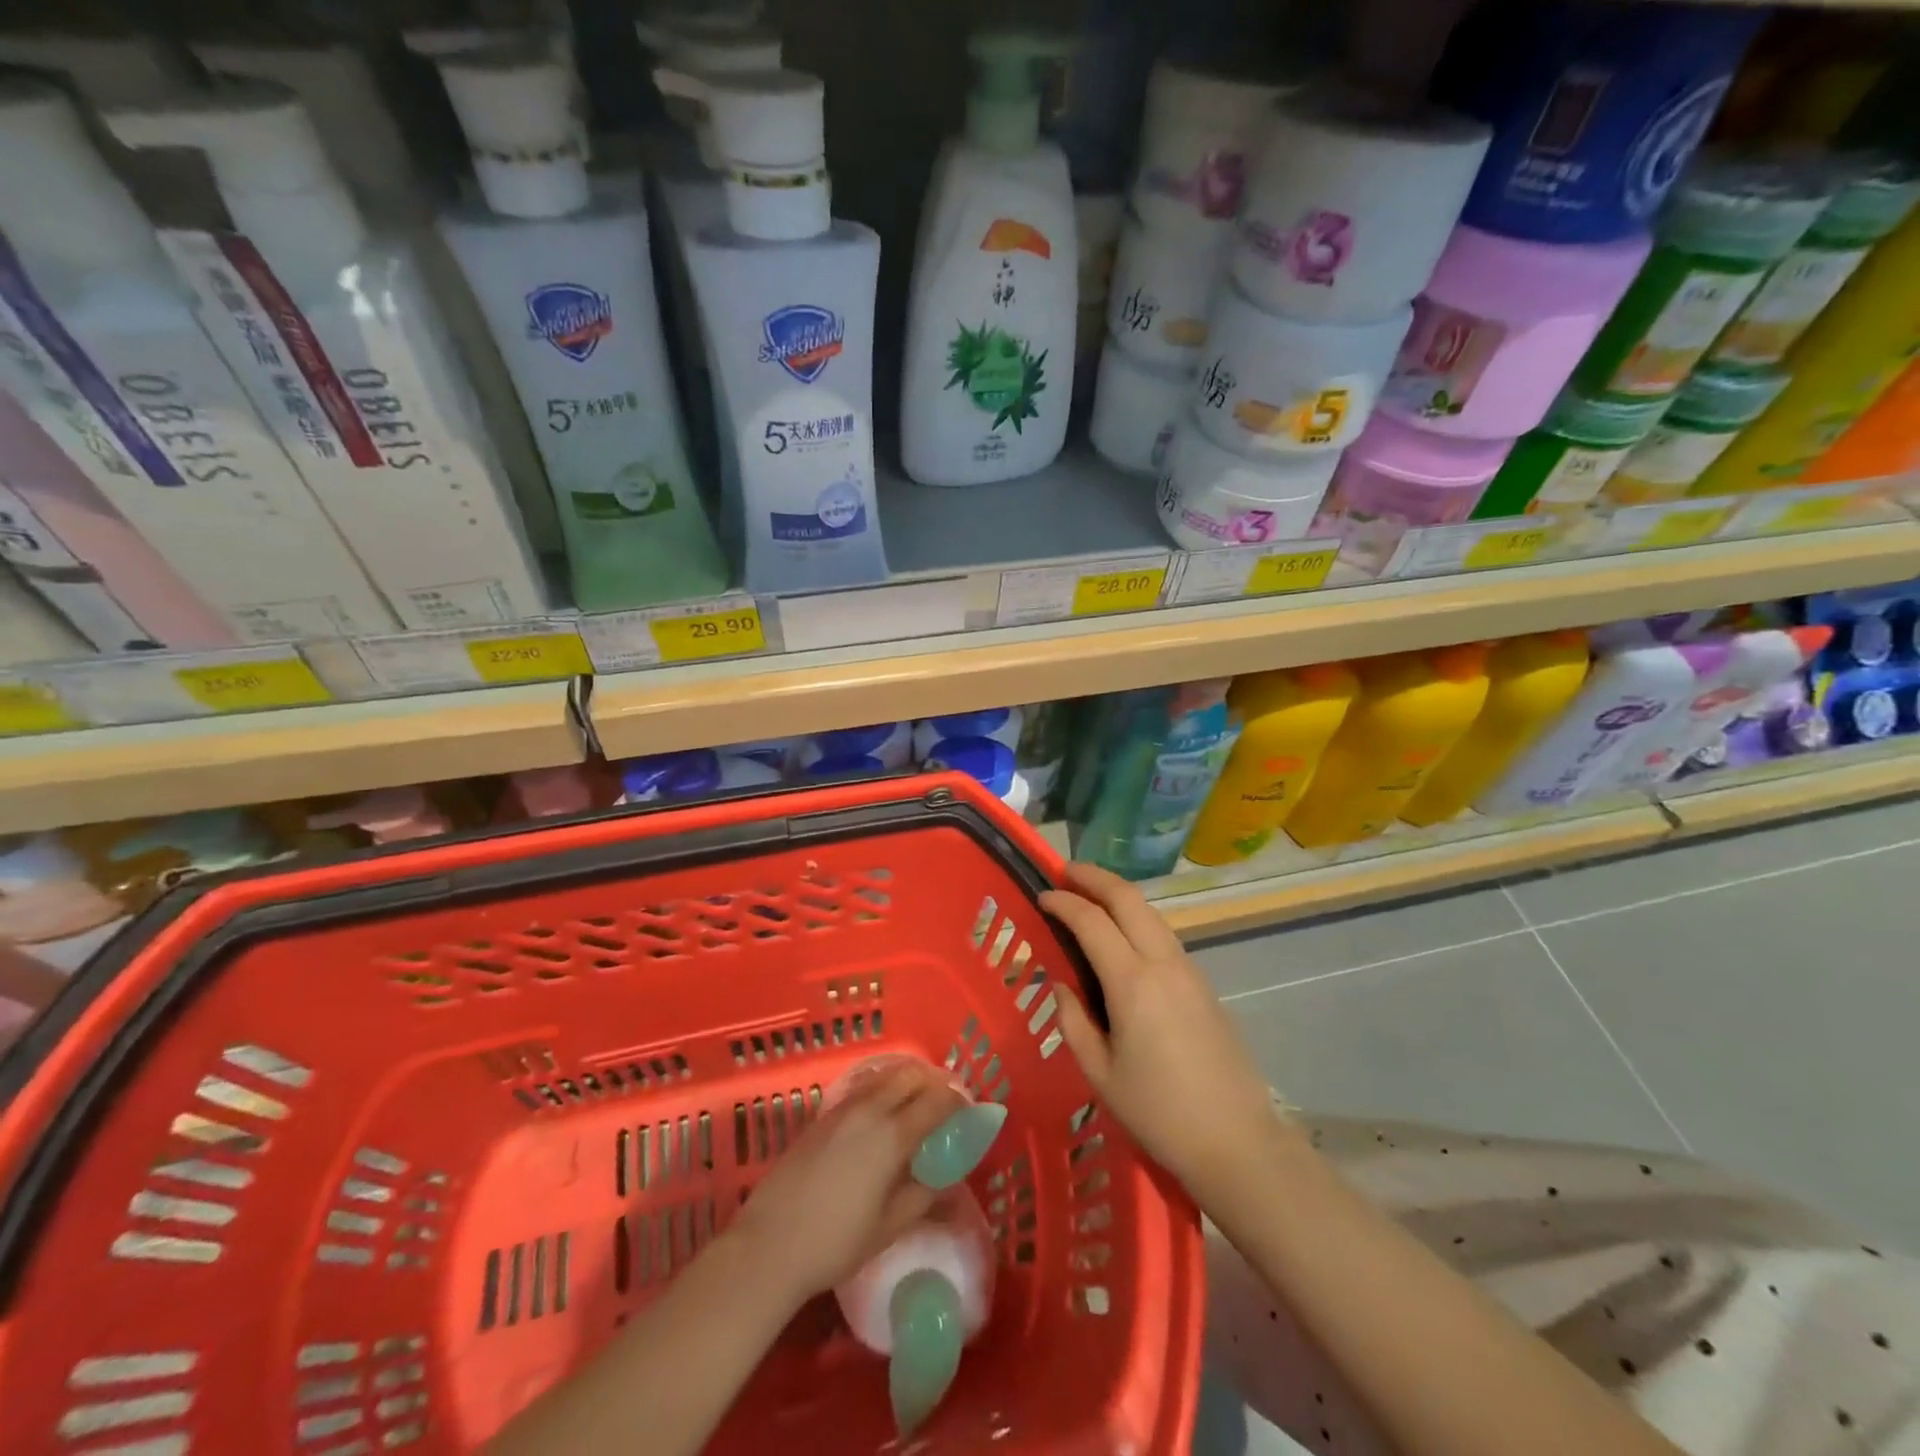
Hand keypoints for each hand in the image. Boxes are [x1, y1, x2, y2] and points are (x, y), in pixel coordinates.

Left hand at [729, 1059, 964, 1303]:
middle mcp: (869, 1110)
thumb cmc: (836, 1242)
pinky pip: (862, 1089)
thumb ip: (923, 1195)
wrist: (770, 1243)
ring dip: (906, 1082)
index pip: (935, 1101)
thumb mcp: (890, 1226)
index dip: (956, 1100)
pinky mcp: (822, 1116)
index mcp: (892, 1135)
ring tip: (916, 1104)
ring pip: (884, 1077)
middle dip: (933, 1082)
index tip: (968, 1110)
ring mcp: (842, 1109)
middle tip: (945, 1103)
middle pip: (909, 1076)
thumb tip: (946, 1179)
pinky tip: (882, 1113)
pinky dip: (882, 1089)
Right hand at [1042, 862, 1281, 1201]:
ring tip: (1089, 897)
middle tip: (1064, 872)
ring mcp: (1189, 969)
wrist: (1238, 1141)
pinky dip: (1136, 919)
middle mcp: (1163, 962)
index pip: (1092, 921)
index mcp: (1132, 983)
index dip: (1063, 902)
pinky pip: (1163, 934)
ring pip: (1150, 912)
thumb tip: (1063, 984)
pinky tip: (1120, 936)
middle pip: (1128, 898)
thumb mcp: (1100, 1073)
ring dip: (1117, 895)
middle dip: (1094, 877)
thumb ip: (1073, 1020)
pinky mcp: (1203, 984)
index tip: (1041, 895)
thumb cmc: (1159, 1113)